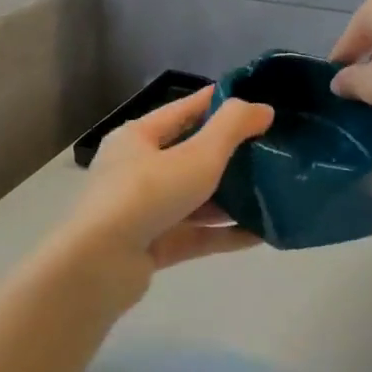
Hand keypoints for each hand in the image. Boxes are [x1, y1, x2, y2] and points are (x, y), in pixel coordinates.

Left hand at [58, 88, 274, 306]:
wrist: (98, 268)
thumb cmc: (146, 195)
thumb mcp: (197, 154)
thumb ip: (232, 127)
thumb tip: (263, 109)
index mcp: (138, 138)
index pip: (184, 110)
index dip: (220, 103)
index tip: (256, 102)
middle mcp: (137, 170)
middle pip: (191, 155)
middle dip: (231, 154)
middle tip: (272, 149)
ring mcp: (143, 211)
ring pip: (195, 198)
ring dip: (231, 197)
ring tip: (273, 192)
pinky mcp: (151, 246)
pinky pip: (196, 234)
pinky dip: (225, 232)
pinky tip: (261, 233)